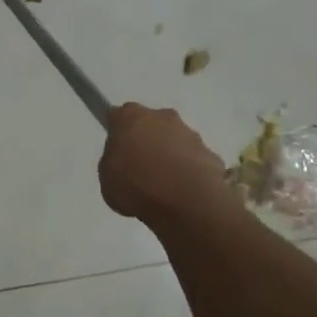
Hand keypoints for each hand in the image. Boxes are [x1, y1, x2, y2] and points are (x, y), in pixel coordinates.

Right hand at [98, 103, 234, 225]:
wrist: (185, 200)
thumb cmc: (136, 185)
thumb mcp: (107, 178)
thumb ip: (113, 163)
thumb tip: (124, 162)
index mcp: (130, 117)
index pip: (119, 116)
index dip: (117, 133)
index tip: (117, 152)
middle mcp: (161, 116)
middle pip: (150, 124)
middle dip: (146, 141)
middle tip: (140, 169)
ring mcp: (189, 133)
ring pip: (174, 141)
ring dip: (169, 156)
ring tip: (164, 187)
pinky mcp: (210, 153)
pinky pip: (193, 161)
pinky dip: (188, 172)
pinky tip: (183, 193)